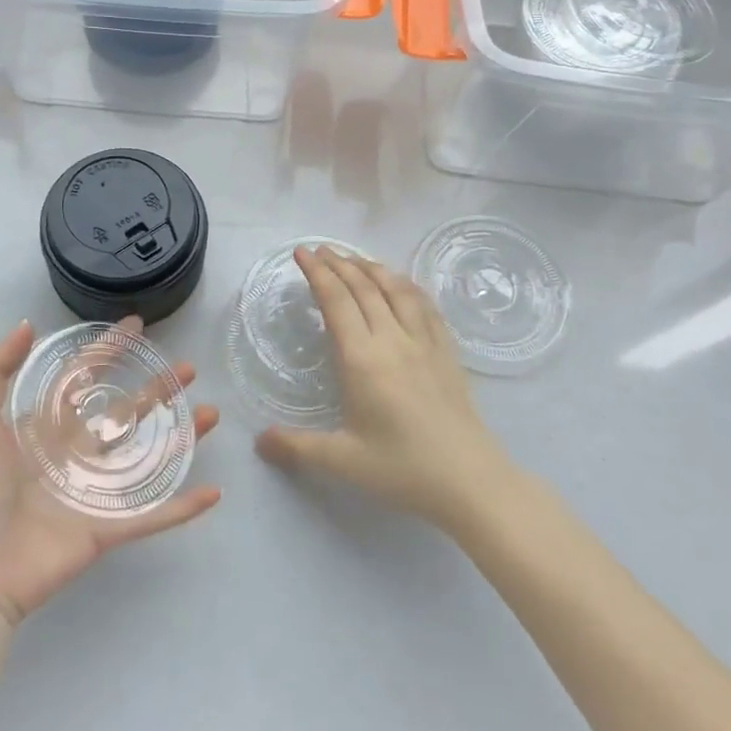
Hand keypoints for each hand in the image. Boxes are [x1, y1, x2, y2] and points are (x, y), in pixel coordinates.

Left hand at [0, 317, 220, 629]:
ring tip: (212, 413)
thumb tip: (28, 324)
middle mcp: (73, 453)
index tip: (136, 326)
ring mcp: (93, 492)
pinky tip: (213, 492)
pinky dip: (182, 506)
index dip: (108, 350)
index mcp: (43, 426)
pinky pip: (151, 515)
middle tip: (189, 369)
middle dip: (156, 389)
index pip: (83, 377)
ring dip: (181, 437)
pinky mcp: (105, 530)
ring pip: (146, 457)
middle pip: (124, 412)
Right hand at [256, 246, 507, 527]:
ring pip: (396, 290)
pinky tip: (402, 284)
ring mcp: (424, 343)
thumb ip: (297, 447)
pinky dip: (407, 286)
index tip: (302, 253)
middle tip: (320, 249)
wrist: (471, 482)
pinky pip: (425, 306)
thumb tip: (258, 442)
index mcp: (363, 359)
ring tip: (354, 258)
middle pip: (364, 287)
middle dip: (339, 263)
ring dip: (372, 267)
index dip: (317, 273)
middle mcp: (393, 340)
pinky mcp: (447, 352)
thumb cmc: (403, 470)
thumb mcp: (343, 462)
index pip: (336, 302)